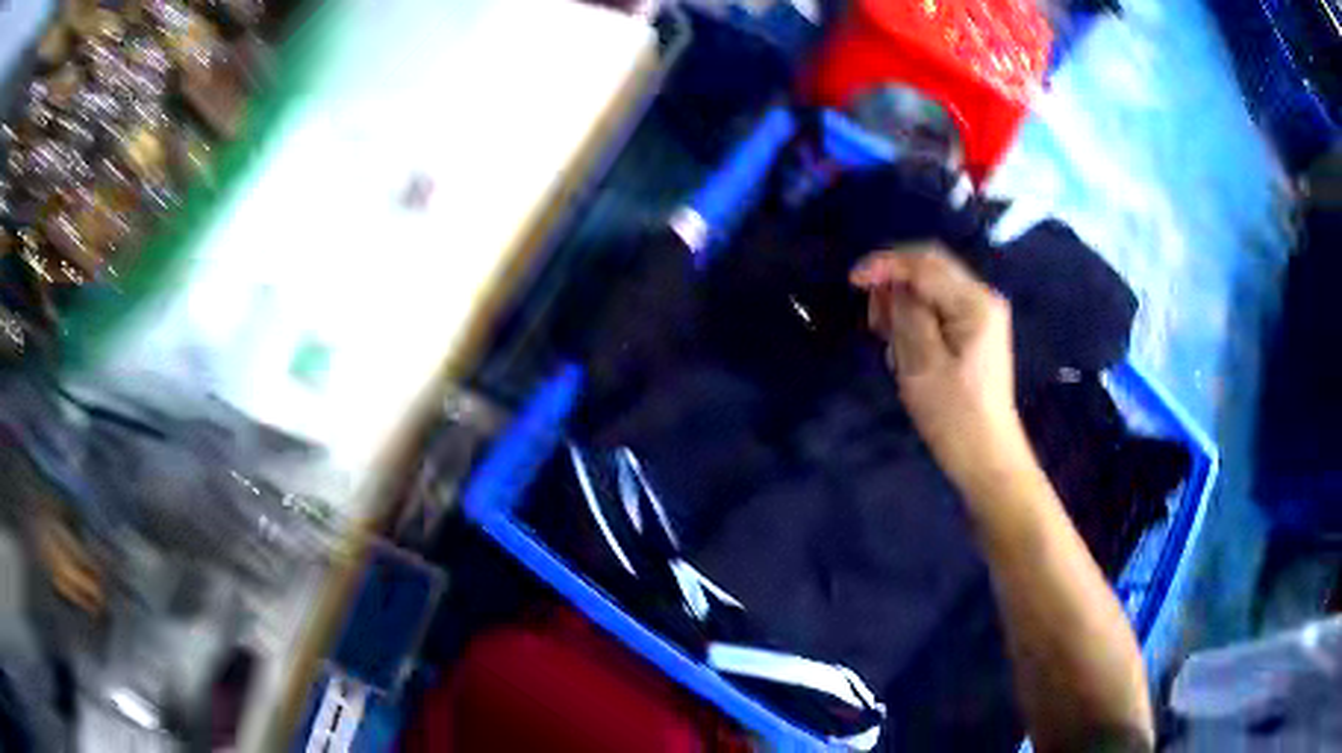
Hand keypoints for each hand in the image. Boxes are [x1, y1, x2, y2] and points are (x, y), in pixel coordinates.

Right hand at [851, 244, 1026, 489]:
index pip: (924, 263)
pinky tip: (904, 345)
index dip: (886, 264)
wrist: (986, 455)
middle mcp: (982, 298)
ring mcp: (981, 315)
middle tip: (873, 318)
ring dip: (903, 302)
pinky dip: (915, 317)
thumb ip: (907, 314)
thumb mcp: (922, 363)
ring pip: (932, 287)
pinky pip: (938, 308)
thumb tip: (893, 285)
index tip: (853, 281)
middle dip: (894, 283)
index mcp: (974, 302)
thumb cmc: (953, 414)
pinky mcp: (975, 332)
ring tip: (886, 336)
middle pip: (930, 268)